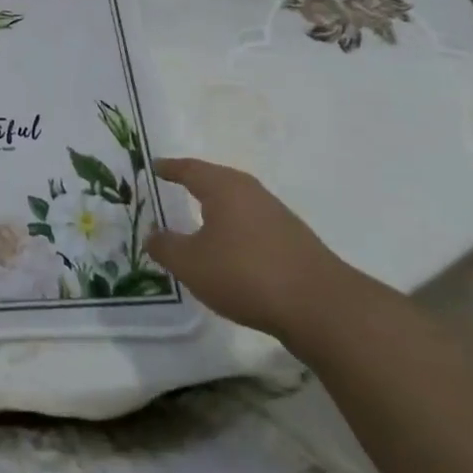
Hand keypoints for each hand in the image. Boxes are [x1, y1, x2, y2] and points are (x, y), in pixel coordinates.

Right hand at [146, 158, 352, 340]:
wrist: (320, 307)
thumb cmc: (245, 274)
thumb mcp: (191, 264)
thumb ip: (166, 247)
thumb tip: (152, 234)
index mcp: (224, 187)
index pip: (190, 169)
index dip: (170, 168)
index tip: (154, 165)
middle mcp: (251, 192)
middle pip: (216, 180)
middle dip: (195, 182)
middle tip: (174, 184)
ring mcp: (276, 215)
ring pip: (237, 202)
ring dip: (217, 207)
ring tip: (199, 217)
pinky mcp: (293, 240)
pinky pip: (253, 222)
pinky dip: (235, 227)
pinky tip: (230, 247)